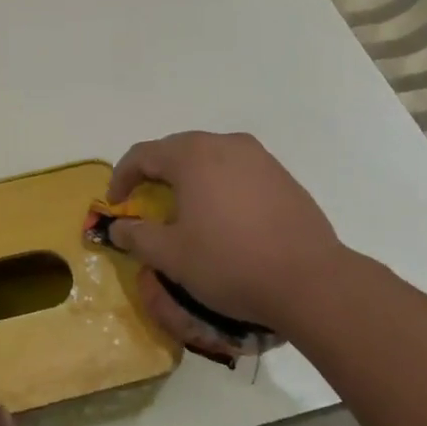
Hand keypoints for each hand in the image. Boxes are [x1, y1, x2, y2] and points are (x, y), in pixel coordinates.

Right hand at [106, 132, 346, 335]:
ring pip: (210, 158)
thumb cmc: (230, 263)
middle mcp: (225, 144)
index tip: (115, 204)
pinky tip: (224, 218)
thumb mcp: (172, 256)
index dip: (121, 177)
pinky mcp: (282, 176)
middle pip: (177, 150)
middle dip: (155, 174)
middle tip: (145, 203)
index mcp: (192, 155)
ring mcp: (258, 157)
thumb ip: (137, 236)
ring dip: (189, 178)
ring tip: (185, 210)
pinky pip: (238, 171)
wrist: (311, 281)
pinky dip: (220, 186)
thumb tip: (117, 226)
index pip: (143, 155)